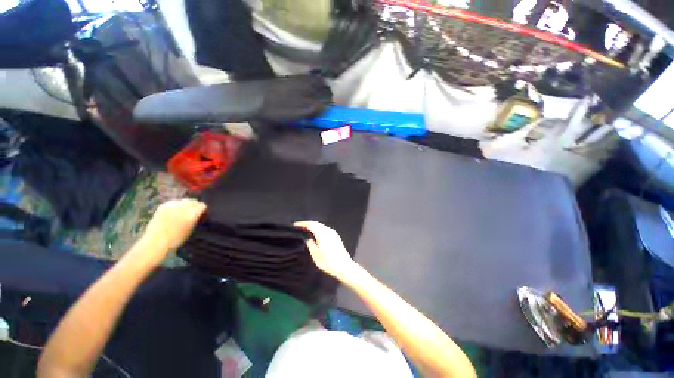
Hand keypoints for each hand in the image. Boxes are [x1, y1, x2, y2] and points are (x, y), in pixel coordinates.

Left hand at [143, 199, 206, 250]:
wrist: (156, 241)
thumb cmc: (177, 238)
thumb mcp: (192, 229)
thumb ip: (195, 218)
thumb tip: (198, 214)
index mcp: (193, 213)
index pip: (202, 205)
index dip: (202, 210)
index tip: (200, 216)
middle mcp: (184, 206)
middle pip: (193, 201)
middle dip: (194, 206)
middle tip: (191, 213)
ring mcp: (173, 204)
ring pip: (183, 200)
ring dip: (184, 205)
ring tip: (181, 213)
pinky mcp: (163, 205)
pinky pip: (173, 202)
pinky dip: (175, 206)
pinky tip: (172, 213)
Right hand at [294, 221, 356, 281]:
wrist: (344, 267)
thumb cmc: (329, 262)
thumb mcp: (316, 255)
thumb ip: (311, 244)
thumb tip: (308, 238)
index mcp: (323, 233)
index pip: (311, 224)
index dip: (303, 224)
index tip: (295, 225)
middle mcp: (329, 231)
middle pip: (317, 224)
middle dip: (308, 224)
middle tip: (300, 227)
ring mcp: (334, 233)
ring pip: (321, 226)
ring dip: (314, 227)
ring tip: (306, 231)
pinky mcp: (336, 237)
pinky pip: (325, 230)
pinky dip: (319, 230)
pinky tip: (316, 235)